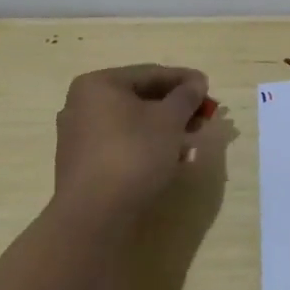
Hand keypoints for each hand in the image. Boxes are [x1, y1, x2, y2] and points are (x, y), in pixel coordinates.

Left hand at [52, 64, 212, 230]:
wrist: (95, 216)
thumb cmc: (133, 154)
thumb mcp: (169, 120)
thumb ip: (186, 96)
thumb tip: (197, 83)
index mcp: (99, 85)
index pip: (150, 73)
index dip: (184, 80)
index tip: (209, 88)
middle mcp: (83, 105)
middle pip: (140, 98)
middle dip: (176, 107)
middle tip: (204, 116)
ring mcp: (80, 136)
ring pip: (133, 123)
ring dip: (165, 128)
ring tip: (193, 139)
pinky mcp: (84, 164)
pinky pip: (122, 143)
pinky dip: (147, 145)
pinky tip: (171, 158)